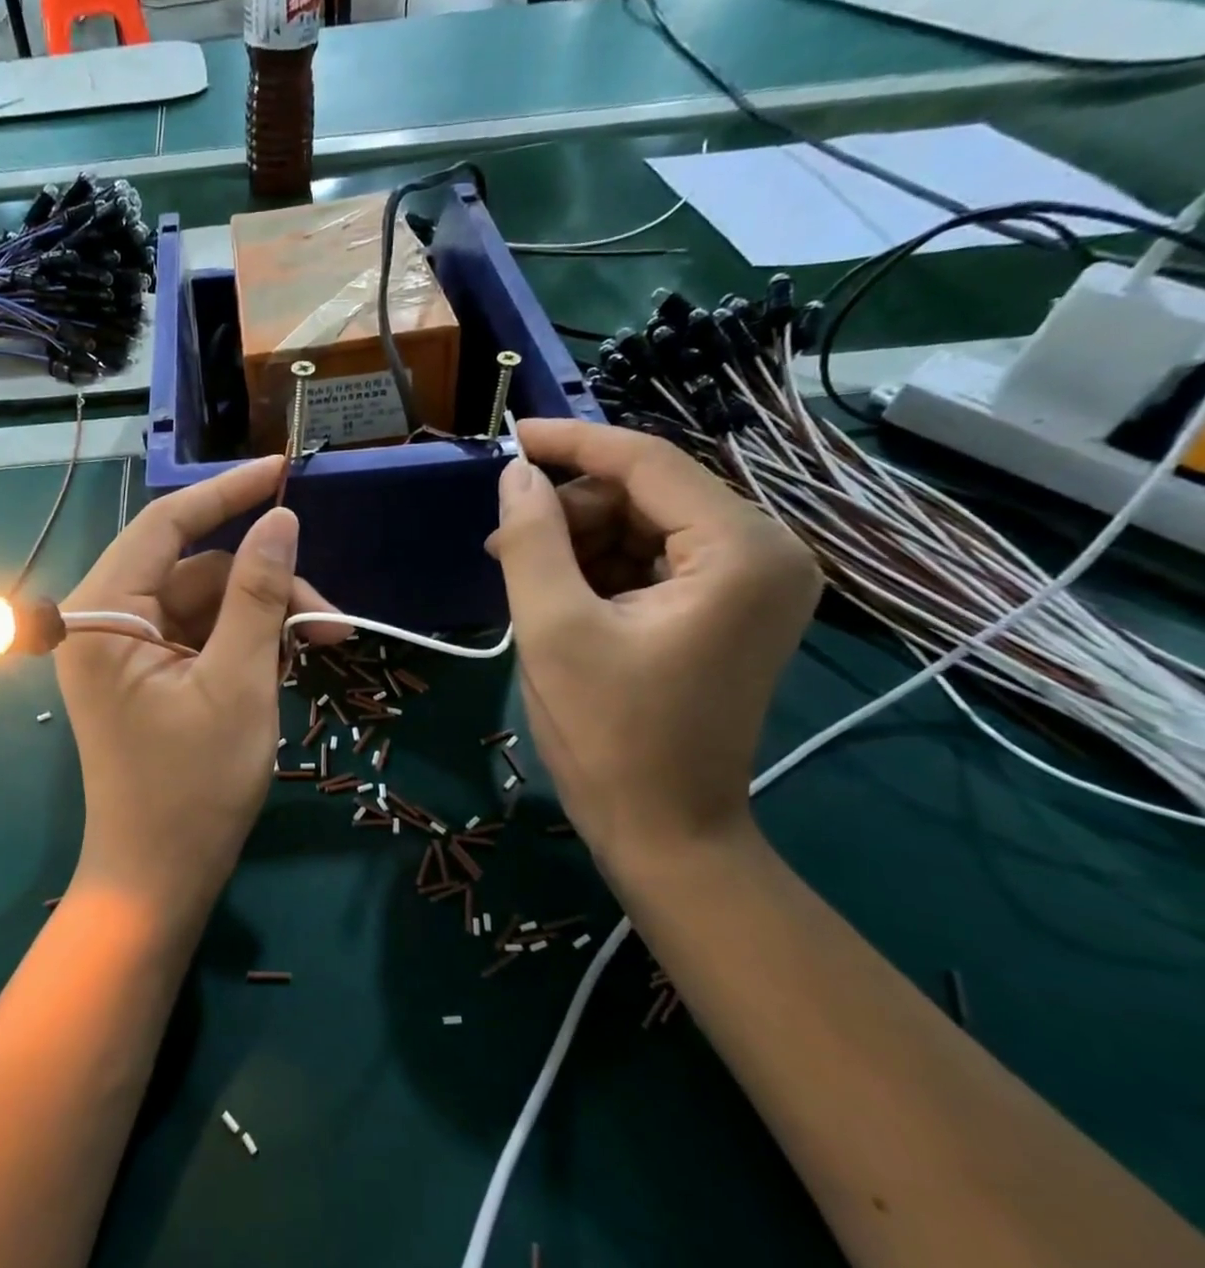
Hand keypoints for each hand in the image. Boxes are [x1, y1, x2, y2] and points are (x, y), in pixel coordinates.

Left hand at [57, 457, 345, 928]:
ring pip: (206, 605)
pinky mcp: (146, 676)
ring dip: (265, 619)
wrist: (160, 879)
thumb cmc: (194, 787)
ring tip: (325, 647)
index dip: (226, 494)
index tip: (282, 471)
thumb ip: (258, 595)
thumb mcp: (238, 683)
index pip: (165, 527)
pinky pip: (201, 637)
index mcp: (101, 616)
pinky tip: (289, 661)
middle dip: (267, 587)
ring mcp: (124, 653)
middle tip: (333, 622)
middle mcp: (102, 623)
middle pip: (196, 572)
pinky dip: (246, 643)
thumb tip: (281, 520)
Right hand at [488, 421, 821, 861]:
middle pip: (648, 494)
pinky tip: (558, 596)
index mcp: (739, 550)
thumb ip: (530, 539)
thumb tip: (514, 473)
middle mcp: (765, 552)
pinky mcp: (730, 610)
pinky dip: (601, 569)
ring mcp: (752, 583)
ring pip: (646, 526)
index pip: (647, 462)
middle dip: (570, 510)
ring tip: (521, 577)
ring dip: (579, 542)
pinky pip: (655, 562)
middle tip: (502, 544)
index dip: (570, 443)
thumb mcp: (553, 628)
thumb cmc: (609, 735)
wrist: (665, 831)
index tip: (508, 436)